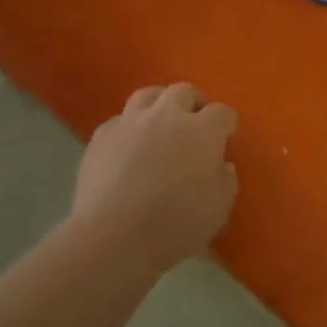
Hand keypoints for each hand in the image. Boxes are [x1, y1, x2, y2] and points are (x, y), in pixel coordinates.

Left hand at [73, 83, 238, 269]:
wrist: (114, 235)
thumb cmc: (176, 224)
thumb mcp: (219, 209)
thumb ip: (225, 181)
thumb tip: (220, 165)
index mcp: (202, 131)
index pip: (222, 113)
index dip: (226, 123)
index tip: (225, 137)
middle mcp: (167, 116)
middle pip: (184, 91)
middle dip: (193, 103)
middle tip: (195, 124)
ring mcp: (130, 122)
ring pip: (148, 95)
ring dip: (159, 104)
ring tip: (160, 124)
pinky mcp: (101, 136)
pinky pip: (120, 121)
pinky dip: (130, 129)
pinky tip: (128, 149)